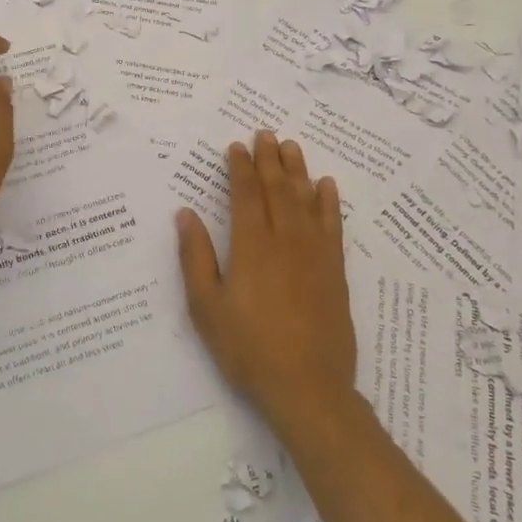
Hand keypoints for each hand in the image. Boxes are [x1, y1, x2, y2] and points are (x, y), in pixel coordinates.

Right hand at [177, 132, 355, 435]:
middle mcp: (285, 240)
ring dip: (298, 170)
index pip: (246, 194)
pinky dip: (329, 202)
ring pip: (306, 200)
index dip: (241, 167)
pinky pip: (333, 225)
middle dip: (269, 159)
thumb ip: (196, 257)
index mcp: (251, 246)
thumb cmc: (247, 348)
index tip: (237, 146)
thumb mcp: (206, 307)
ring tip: (292, 146)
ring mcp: (315, 254)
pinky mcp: (335, 271)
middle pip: (278, 189)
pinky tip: (327, 186)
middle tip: (266, 133)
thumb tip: (185, 214)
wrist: (308, 388)